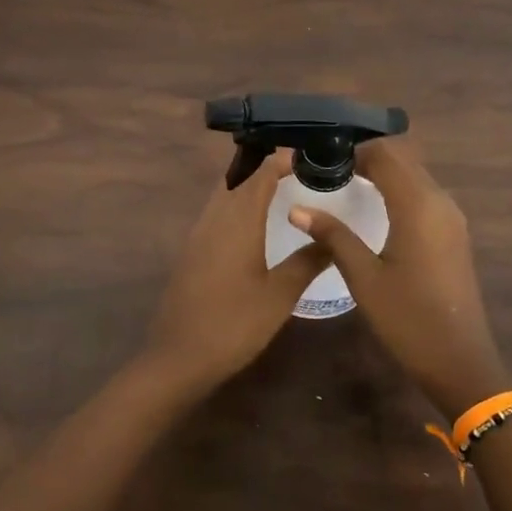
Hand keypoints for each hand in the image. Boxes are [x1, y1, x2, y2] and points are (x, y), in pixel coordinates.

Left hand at [144, 152, 329, 390]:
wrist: (179, 357)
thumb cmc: (234, 324)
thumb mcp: (279, 295)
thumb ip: (307, 261)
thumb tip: (332, 237)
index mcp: (238, 220)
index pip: (260, 173)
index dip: (282, 159)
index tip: (309, 154)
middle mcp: (215, 217)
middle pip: (238, 177)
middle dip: (265, 166)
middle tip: (300, 168)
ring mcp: (199, 233)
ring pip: (224, 193)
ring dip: (249, 184)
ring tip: (283, 188)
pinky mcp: (192, 251)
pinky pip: (217, 211)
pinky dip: (238, 203)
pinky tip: (255, 222)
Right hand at [289, 140, 511, 416]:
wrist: (459, 360)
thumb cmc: (407, 318)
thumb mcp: (363, 276)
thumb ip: (333, 235)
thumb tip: (297, 208)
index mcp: (418, 204)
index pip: (385, 154)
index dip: (353, 150)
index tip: (321, 158)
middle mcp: (440, 200)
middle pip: (403, 159)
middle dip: (367, 156)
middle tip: (328, 168)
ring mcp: (452, 217)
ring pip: (415, 175)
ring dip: (384, 171)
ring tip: (346, 182)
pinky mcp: (454, 233)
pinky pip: (424, 194)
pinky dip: (399, 189)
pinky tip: (375, 206)